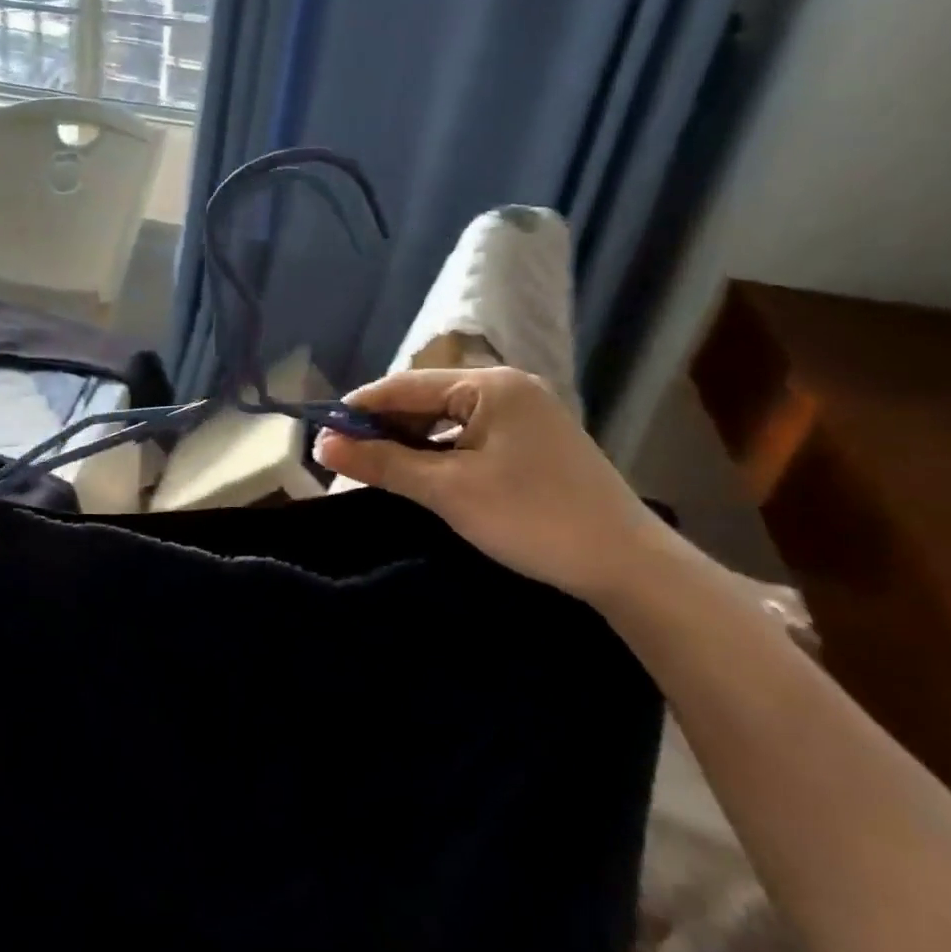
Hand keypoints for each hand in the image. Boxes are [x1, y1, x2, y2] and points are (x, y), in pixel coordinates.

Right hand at [314, 366, 687, 606]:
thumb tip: (323, 445)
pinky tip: (422, 477)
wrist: (628, 566)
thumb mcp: (447, 490)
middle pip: (426, 399)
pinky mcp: (534, 443)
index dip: (359, 408)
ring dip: (410, 443)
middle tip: (347, 459)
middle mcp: (508, 388)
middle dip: (384, 427)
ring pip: (447, 420)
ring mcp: (525, 415)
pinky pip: (470, 436)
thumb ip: (382, 462)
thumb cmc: (531, 518)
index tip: (322, 434)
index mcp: (490, 385)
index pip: (405, 386)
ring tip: (378, 470)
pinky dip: (440, 454)